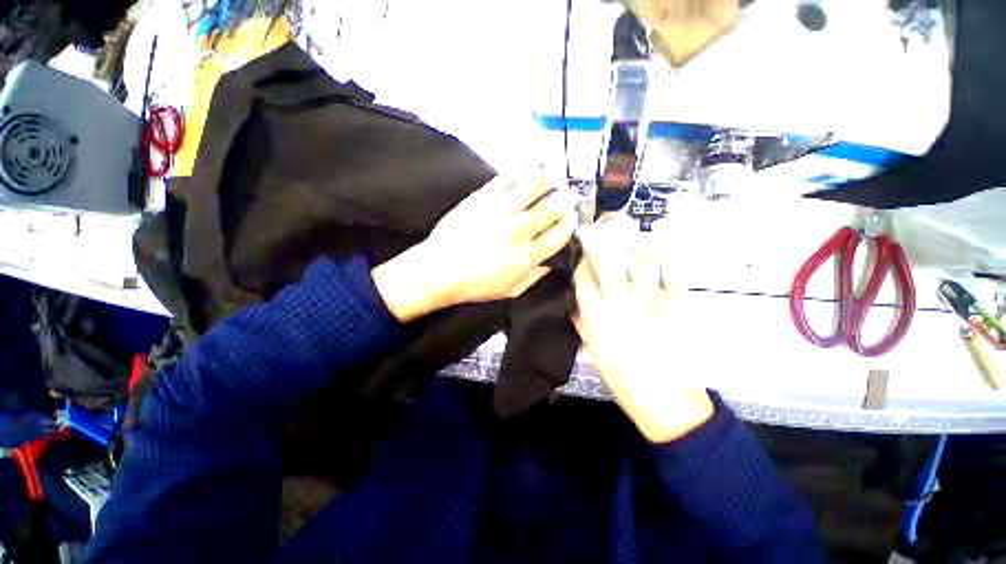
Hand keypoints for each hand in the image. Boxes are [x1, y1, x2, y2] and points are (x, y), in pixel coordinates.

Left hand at [372, 172, 577, 322]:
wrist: (438, 269)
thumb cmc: (475, 285)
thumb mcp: (511, 291)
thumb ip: (535, 276)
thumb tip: (551, 261)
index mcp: (527, 256)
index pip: (560, 233)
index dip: (570, 223)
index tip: (571, 218)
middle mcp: (518, 229)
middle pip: (553, 206)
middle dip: (566, 199)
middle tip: (567, 196)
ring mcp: (500, 210)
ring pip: (535, 183)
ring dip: (551, 176)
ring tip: (555, 174)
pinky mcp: (482, 197)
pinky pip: (508, 176)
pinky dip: (524, 169)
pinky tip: (530, 166)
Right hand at [572, 220, 713, 442]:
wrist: (664, 399)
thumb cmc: (622, 378)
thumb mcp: (593, 350)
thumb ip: (581, 322)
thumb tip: (573, 302)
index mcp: (596, 318)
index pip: (583, 279)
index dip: (581, 262)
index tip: (581, 254)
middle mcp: (619, 304)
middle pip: (607, 262)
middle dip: (599, 242)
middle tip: (597, 230)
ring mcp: (649, 302)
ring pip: (641, 261)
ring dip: (634, 246)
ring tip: (631, 238)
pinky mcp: (675, 306)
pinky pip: (673, 274)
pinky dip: (669, 257)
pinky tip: (662, 247)